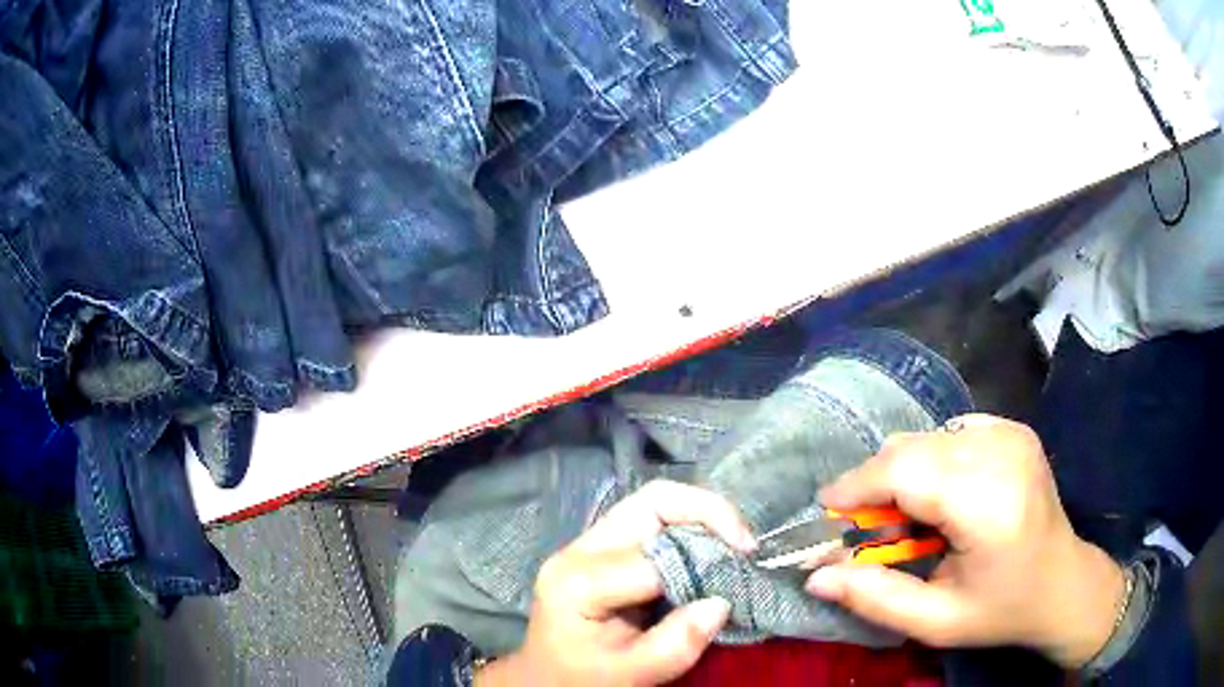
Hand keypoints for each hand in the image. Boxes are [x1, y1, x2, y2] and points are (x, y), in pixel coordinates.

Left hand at [477, 480, 755, 686]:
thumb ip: (677, 643)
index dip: (704, 562)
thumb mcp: (632, 673)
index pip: (655, 557)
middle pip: (653, 502)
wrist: (544, 679)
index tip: (741, 577)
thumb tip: (723, 602)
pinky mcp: (601, 547)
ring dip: (702, 517)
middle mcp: (580, 550)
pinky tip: (710, 552)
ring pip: (655, 503)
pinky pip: (652, 521)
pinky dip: (690, 529)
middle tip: (746, 546)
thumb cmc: (583, 679)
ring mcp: (587, 543)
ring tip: (734, 547)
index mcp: (579, 582)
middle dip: (710, 513)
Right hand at [806, 415, 1125, 668]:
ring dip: (904, 475)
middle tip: (871, 530)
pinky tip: (944, 498)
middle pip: (913, 448)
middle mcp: (1002, 453)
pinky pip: (951, 433)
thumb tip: (815, 575)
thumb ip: (874, 598)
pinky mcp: (1014, 428)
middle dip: (877, 485)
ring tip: (912, 522)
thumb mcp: (935, 622)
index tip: (826, 509)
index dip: (858, 486)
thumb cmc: (1001, 610)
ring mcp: (1011, 433)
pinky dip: (932, 462)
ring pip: (928, 437)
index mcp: (989, 503)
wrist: (1063, 583)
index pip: (906, 471)